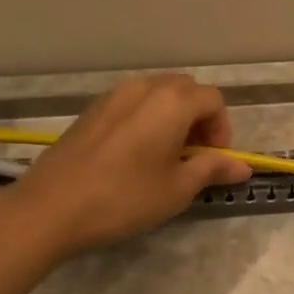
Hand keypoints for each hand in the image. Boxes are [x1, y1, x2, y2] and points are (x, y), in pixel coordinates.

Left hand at [5, 75, 251, 258]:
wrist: (51, 206)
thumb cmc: (124, 197)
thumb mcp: (177, 188)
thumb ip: (212, 169)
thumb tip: (243, 166)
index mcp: (172, 101)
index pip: (213, 100)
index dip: (222, 129)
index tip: (214, 160)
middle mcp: (145, 87)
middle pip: (186, 90)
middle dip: (199, 119)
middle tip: (194, 157)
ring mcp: (114, 95)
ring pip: (158, 94)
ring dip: (173, 118)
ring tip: (165, 157)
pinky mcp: (92, 109)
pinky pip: (132, 103)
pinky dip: (147, 119)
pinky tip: (135, 155)